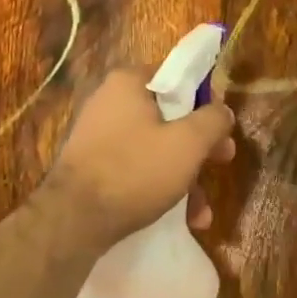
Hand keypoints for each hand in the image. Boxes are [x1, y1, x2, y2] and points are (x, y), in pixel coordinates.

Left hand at [44, 66, 236, 246]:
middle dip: (199, 145)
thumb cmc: (136, 170)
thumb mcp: (188, 143)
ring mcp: (99, 135)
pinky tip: (181, 218)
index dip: (205, 100)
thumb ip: (213, 120)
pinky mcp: (93, 166)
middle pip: (169, 115)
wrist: (73, 220)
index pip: (177, 77)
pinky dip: (159, 186)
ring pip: (155, 147)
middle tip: (221, 162)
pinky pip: (136, 168)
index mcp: (129, 82)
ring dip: (184, 175)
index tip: (221, 126)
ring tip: (201, 210)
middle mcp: (110, 102)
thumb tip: (223, 110)